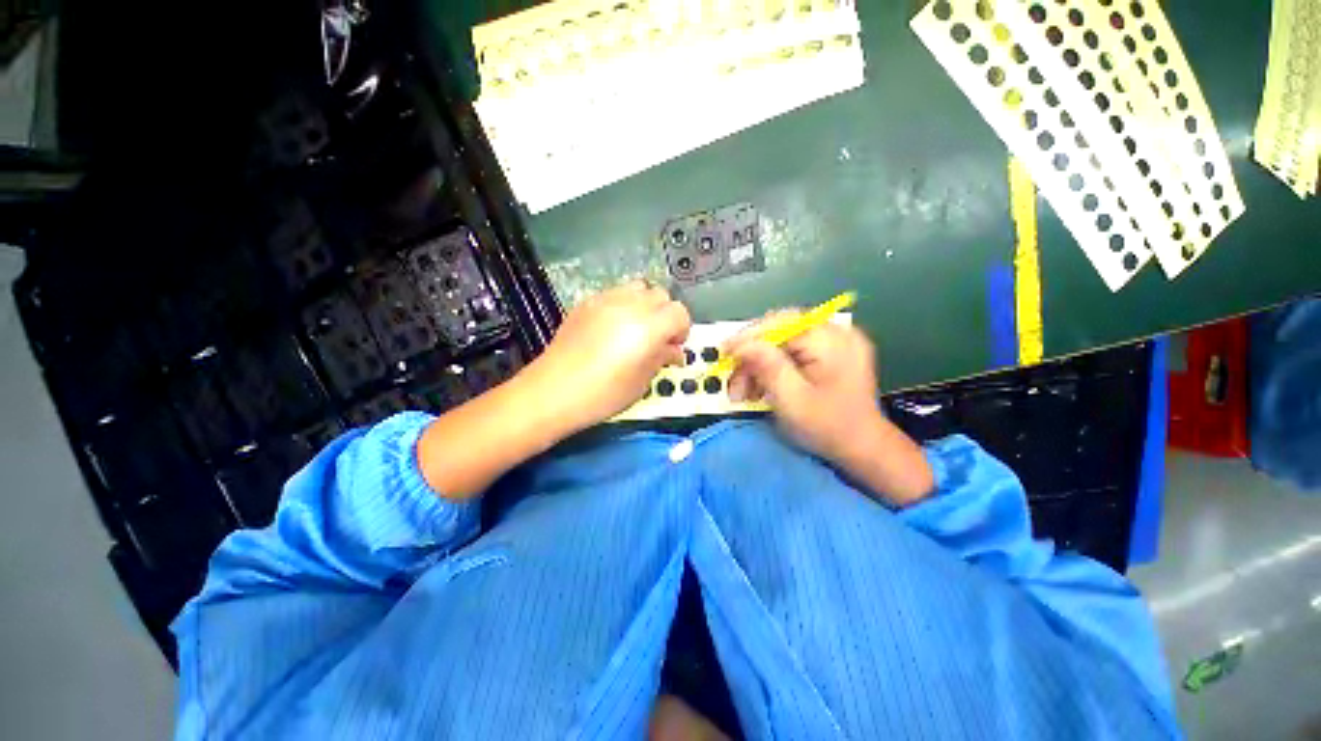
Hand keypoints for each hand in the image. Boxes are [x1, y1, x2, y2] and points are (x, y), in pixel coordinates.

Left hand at [528, 280, 690, 430]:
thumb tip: (674, 350)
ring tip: (636, 329)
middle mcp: (630, 306)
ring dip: (645, 305)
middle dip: (665, 315)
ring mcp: (606, 300)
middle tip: (657, 339)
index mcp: (648, 327)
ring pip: (638, 288)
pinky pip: (614, 294)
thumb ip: (662, 358)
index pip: (679, 313)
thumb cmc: (603, 394)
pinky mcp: (587, 302)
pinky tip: (612, 328)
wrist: (554, 391)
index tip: (673, 347)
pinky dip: (622, 305)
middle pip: (661, 296)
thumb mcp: (641, 381)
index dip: (682, 329)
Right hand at [725, 314, 882, 461]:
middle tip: (733, 382)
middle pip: (778, 332)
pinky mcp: (827, 355)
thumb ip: (768, 367)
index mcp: (831, 340)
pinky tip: (759, 388)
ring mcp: (832, 343)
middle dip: (751, 356)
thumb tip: (741, 344)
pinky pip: (790, 353)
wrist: (863, 449)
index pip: (780, 323)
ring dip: (757, 366)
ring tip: (742, 392)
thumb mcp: (793, 399)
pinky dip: (770, 369)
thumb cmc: (829, 427)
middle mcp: (834, 333)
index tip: (724, 352)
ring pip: (780, 344)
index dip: (748, 336)